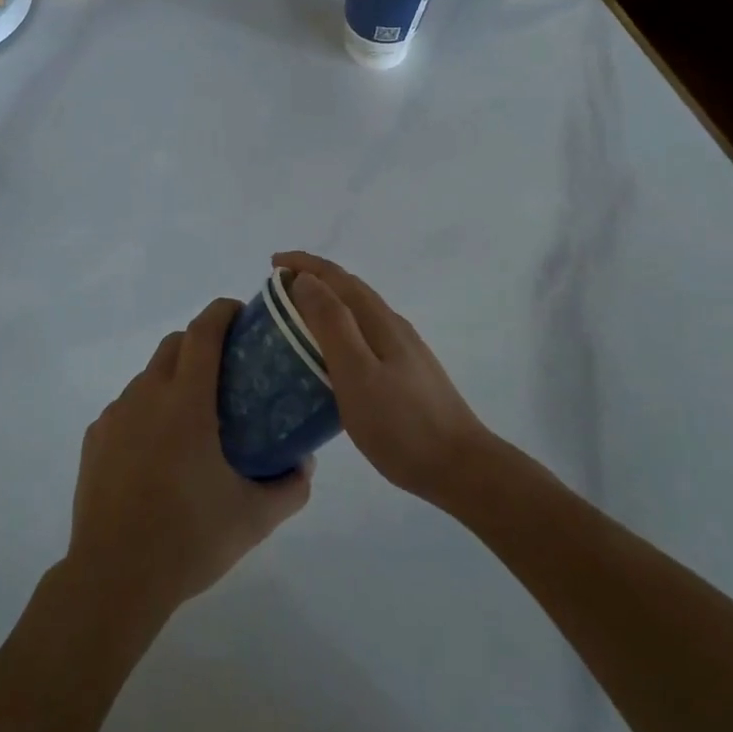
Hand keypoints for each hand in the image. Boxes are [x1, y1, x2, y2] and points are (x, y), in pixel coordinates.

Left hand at [66, 299, 311, 624]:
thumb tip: (305, 463)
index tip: (242, 313)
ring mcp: (115, 416)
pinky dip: (147, 410)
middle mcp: (147, 395)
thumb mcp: (254, 518)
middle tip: (227, 370)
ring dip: (173, 378)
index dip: (223, 312)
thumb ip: (290, 486)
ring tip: (194, 418)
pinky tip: (158, 452)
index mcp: (186, 401)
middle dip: (200, 341)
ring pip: (148, 376)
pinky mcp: (95, 439)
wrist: (113, 578)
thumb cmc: (188, 539)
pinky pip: (127, 407)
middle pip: (174, 344)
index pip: (203, 331)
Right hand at [276, 251, 494, 504]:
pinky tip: (331, 356)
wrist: (460, 467)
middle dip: (313, 279)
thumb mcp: (357, 373)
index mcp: (379, 320)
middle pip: (349, 289)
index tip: (272, 264)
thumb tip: (306, 280)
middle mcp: (392, 326)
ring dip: (326, 303)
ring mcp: (403, 350)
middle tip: (276, 290)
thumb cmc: (401, 424)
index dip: (304, 264)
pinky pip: (364, 335)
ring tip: (296, 319)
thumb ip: (332, 324)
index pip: (337, 277)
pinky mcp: (406, 373)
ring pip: (358, 312)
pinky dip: (339, 330)